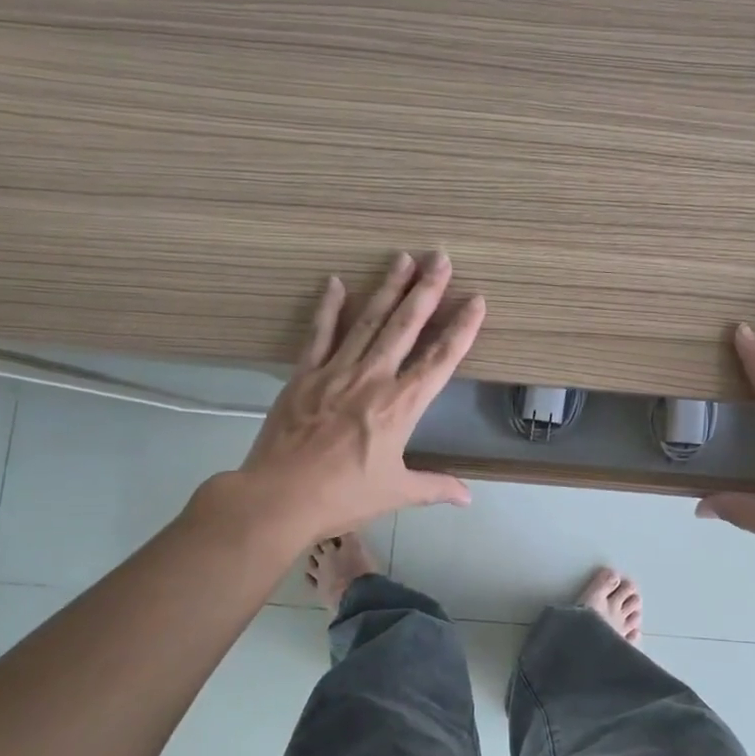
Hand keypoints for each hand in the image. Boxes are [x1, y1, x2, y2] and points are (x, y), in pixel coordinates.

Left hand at [190, 251, 484, 547]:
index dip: (462, 329)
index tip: (476, 301)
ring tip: (403, 258)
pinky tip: (336, 282)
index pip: (440, 360)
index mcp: (401, 406)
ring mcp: (337, 371)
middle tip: (441, 258)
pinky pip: (319, 333)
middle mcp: (373, 378)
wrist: (278, 497)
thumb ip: (435, 487)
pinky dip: (328, 307)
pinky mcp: (304, 374)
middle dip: (427, 290)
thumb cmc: (343, 496)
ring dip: (388, 287)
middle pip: (405, 326)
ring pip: (368, 320)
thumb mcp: (396, 493)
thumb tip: (468, 497)